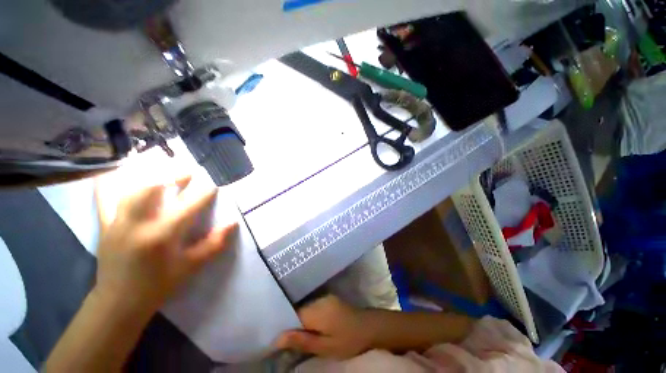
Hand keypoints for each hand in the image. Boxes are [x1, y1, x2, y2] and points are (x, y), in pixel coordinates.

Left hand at [93, 176, 237, 313]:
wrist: (118, 302)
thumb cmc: (158, 285)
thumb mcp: (191, 266)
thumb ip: (214, 244)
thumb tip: (233, 223)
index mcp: (162, 235)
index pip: (188, 205)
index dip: (204, 193)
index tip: (214, 186)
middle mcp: (138, 223)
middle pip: (153, 187)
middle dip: (174, 175)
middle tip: (189, 171)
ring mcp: (117, 222)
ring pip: (129, 187)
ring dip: (148, 174)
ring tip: (162, 168)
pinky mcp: (105, 224)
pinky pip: (104, 197)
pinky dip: (111, 181)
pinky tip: (118, 172)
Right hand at [275, 295, 372, 358]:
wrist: (369, 327)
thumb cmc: (348, 340)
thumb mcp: (326, 347)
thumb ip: (302, 341)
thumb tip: (278, 338)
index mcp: (316, 310)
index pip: (292, 314)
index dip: (284, 325)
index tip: (277, 338)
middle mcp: (319, 300)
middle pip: (298, 310)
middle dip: (291, 323)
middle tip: (286, 341)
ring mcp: (325, 298)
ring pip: (305, 308)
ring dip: (300, 320)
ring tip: (297, 335)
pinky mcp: (329, 299)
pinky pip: (313, 307)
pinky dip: (308, 317)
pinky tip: (310, 327)